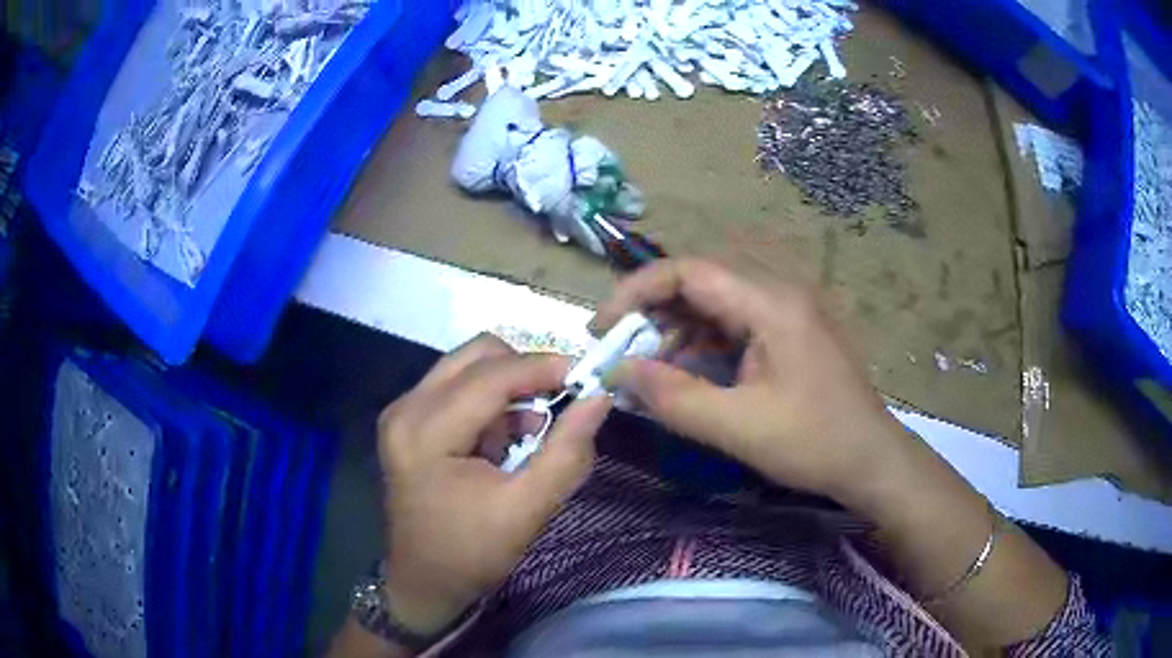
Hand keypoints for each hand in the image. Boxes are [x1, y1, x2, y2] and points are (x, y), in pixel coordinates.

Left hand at [376, 335, 610, 635]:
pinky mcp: (407, 420)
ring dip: (506, 388)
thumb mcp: (528, 509)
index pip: (490, 377)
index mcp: (426, 431)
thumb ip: (567, 451)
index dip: (542, 368)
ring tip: (526, 434)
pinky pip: (456, 386)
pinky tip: (501, 440)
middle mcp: (406, 408)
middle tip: (557, 403)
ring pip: (467, 366)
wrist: (424, 581)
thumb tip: (599, 398)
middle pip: (476, 355)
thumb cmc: (472, 553)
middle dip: (523, 372)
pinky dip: (489, 401)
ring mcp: (402, 411)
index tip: (586, 375)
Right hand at [593, 259, 905, 500]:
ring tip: (649, 373)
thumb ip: (674, 398)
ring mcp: (786, 313)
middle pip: (699, 285)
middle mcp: (777, 294)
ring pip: (714, 307)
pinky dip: (702, 348)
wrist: (872, 460)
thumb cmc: (814, 443)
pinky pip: (733, 328)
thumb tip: (620, 372)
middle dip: (653, 316)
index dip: (636, 292)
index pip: (688, 272)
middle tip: (621, 355)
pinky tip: (687, 377)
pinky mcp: (788, 334)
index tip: (602, 329)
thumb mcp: (738, 428)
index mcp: (770, 304)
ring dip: (676, 334)